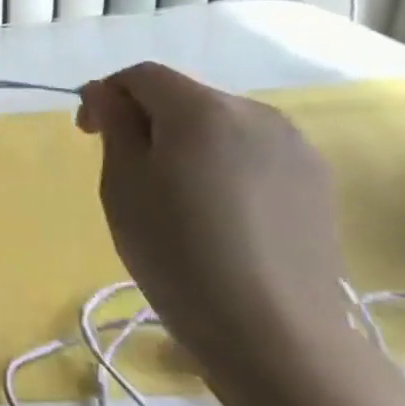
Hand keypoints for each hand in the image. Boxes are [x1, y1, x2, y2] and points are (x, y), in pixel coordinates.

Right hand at [76, 63, 355, 392]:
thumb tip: (105, 91)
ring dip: (185, 141)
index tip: (88, 136)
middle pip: (185, 96)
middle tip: (124, 168)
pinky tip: (215, 210)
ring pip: (221, 124)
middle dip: (146, 119)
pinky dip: (222, 163)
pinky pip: (252, 152)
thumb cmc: (176, 251)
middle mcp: (256, 112)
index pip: (142, 76)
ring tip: (171, 193)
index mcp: (202, 109)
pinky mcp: (316, 181)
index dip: (107, 95)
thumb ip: (115, 125)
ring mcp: (295, 147)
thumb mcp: (123, 184)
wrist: (273, 330)